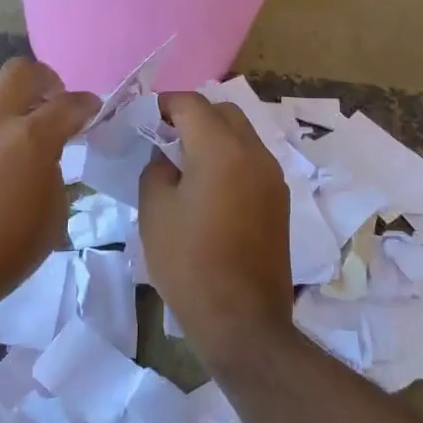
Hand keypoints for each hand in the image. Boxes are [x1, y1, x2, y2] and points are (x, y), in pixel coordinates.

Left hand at [0, 59, 97, 305]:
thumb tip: (43, 163)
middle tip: (54, 105)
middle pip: (21, 72)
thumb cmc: (2, 255)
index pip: (69, 104)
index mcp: (30, 139)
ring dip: (12, 119)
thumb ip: (53, 176)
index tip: (94, 112)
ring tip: (16, 161)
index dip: (88, 104)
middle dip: (46, 80)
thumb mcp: (51, 219)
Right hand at [138, 92, 293, 360]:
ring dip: (214, 137)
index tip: (143, 118)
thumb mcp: (156, 211)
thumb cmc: (189, 262)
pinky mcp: (279, 201)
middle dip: (193, 115)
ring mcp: (273, 177)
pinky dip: (230, 159)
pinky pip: (252, 161)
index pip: (192, 104)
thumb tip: (166, 157)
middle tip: (164, 137)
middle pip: (224, 112)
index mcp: (222, 149)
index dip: (164, 104)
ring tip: (185, 163)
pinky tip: (209, 188)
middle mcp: (255, 153)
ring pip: (242, 135)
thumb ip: (157, 169)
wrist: (242, 319)